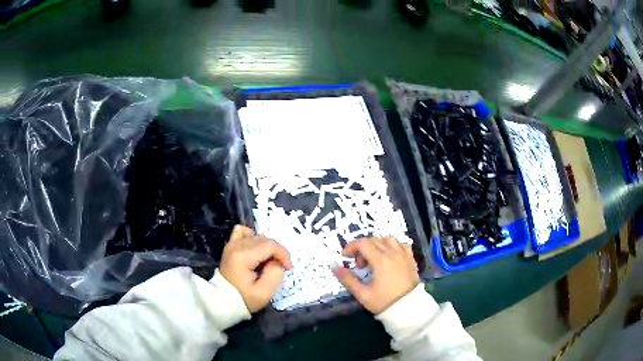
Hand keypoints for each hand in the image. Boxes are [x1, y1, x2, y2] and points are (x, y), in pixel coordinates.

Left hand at [220, 225, 292, 312]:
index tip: (288, 268)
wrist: (222, 300)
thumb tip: (277, 262)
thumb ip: (275, 275)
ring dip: (267, 246)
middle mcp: (236, 245)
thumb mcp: (264, 293)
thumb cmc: (243, 298)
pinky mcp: (231, 245)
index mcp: (243, 256)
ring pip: (257, 235)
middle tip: (280, 267)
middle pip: (265, 239)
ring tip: (269, 260)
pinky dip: (253, 237)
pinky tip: (257, 249)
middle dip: (277, 252)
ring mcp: (232, 243)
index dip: (283, 255)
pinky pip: (243, 232)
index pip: (270, 245)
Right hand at [333, 237, 418, 314]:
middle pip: (374, 240)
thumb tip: (334, 267)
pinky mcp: (411, 259)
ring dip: (377, 244)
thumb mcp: (362, 294)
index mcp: (381, 260)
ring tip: (373, 258)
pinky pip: (401, 244)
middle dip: (362, 248)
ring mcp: (404, 254)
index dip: (351, 247)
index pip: (363, 243)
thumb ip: (347, 279)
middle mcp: (393, 253)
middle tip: (359, 264)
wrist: (408, 309)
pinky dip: (392, 246)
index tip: (345, 257)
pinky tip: (388, 256)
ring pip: (388, 239)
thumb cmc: (384, 302)